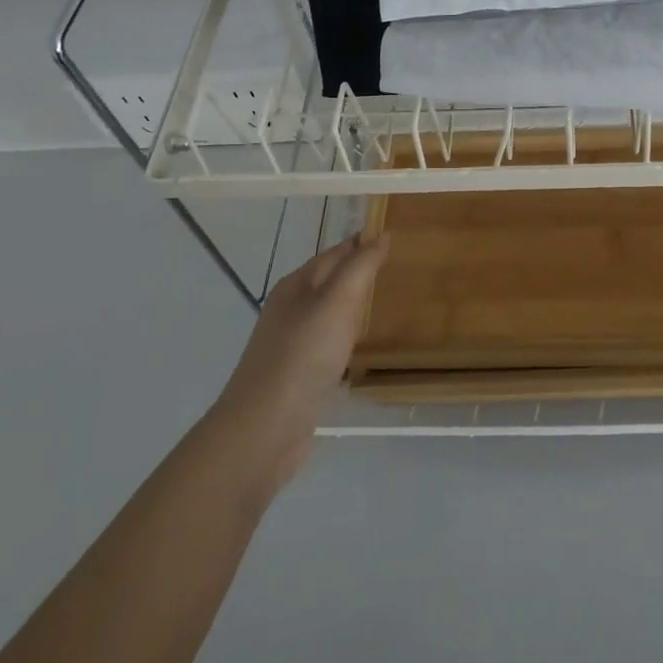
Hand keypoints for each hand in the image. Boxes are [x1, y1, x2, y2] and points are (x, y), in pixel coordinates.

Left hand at [209, 234, 390, 494]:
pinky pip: (327, 344)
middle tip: (397, 268)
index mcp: (296, 285)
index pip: (335, 253)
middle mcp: (290, 309)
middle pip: (329, 281)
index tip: (393, 237)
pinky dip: (345, 337)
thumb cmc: (304, 354)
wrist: (266, 427)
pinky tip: (359, 348)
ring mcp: (291, 343)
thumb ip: (360, 266)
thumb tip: (381, 235)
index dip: (362, 243)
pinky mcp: (297, 374)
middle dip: (358, 272)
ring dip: (352, 306)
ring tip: (384, 304)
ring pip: (328, 313)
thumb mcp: (337, 301)